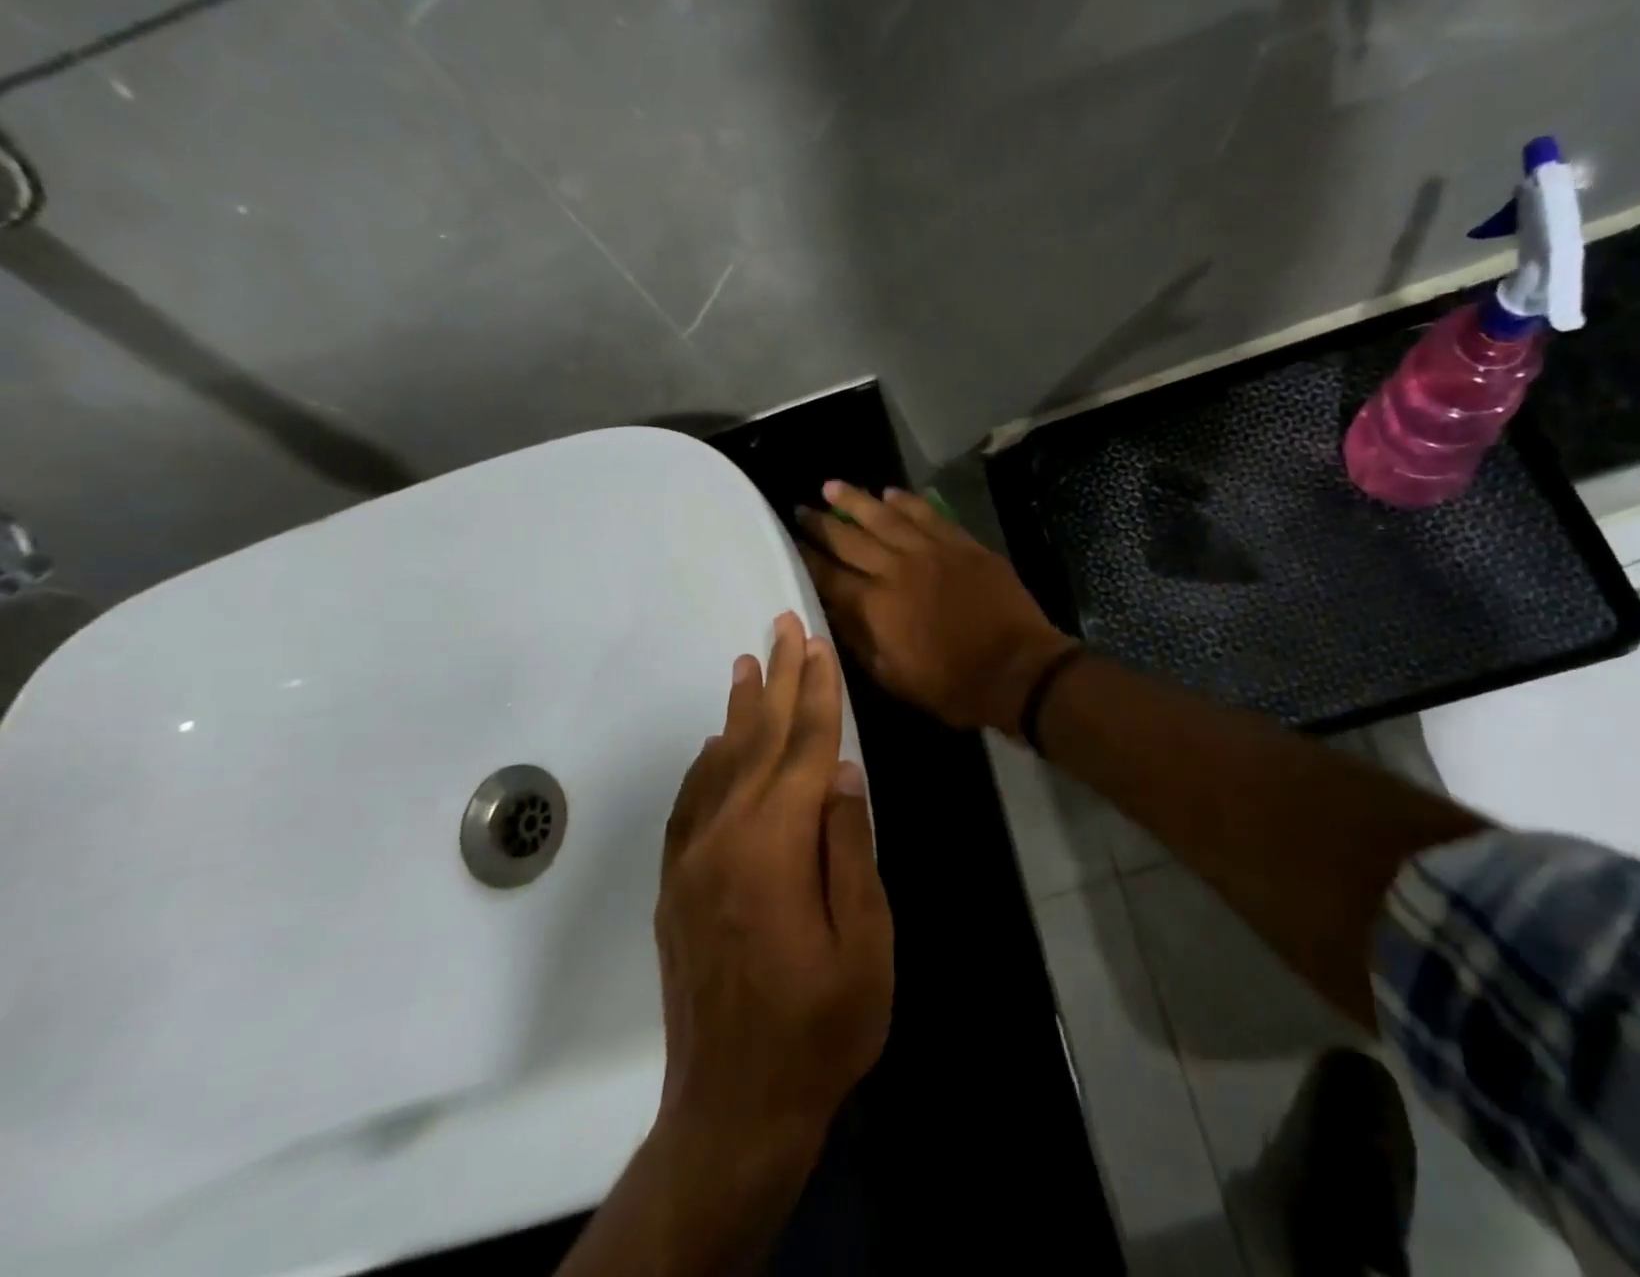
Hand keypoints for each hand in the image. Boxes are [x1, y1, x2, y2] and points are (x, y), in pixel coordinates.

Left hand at [654, 611, 892, 1153]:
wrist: (734, 1111)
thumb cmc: (821, 1027)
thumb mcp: (865, 939)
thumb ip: (849, 846)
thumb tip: (840, 771)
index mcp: (776, 846)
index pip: (803, 747)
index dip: (816, 692)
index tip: (817, 644)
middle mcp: (726, 839)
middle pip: (758, 740)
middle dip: (776, 678)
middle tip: (780, 625)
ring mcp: (694, 863)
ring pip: (720, 764)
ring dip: (739, 710)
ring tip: (747, 663)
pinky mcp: (678, 888)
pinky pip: (691, 806)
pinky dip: (706, 765)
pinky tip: (717, 744)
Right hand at [797, 481, 1077, 736]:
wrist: (1017, 669)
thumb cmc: (952, 685)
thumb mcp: (892, 677)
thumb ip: (859, 640)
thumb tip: (834, 611)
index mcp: (874, 606)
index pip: (829, 575)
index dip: (806, 558)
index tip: (789, 542)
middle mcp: (896, 569)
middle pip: (850, 539)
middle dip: (821, 523)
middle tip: (801, 509)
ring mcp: (932, 551)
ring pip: (886, 517)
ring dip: (856, 501)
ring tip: (832, 486)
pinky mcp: (962, 545)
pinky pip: (928, 515)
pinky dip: (907, 502)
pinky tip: (890, 492)